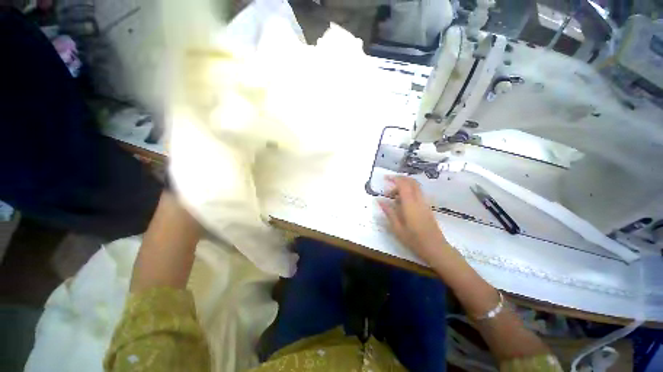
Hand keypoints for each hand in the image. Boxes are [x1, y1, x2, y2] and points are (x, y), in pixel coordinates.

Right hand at [378, 176, 451, 267]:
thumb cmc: (414, 239)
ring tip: (393, 196)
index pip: (403, 184)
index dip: (394, 178)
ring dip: (404, 186)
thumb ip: (388, 212)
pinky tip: (401, 202)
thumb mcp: (397, 228)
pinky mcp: (427, 206)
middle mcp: (419, 200)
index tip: (385, 178)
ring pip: (415, 186)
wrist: (435, 248)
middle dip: (399, 179)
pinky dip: (408, 191)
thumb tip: (379, 200)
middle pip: (411, 182)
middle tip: (388, 185)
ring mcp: (424, 203)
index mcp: (410, 204)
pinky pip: (417, 193)